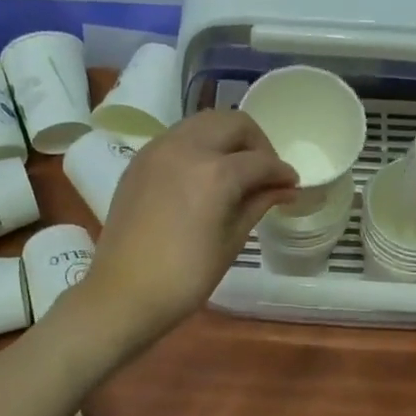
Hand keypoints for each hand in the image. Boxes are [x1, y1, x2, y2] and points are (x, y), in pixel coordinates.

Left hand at [76, 110, 296, 350]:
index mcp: (215, 172)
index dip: (282, 172)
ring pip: (203, 122)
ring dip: (226, 138)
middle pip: (232, 123)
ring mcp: (158, 150)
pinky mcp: (139, 160)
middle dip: (256, 143)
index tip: (291, 184)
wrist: (124, 293)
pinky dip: (199, 145)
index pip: (261, 161)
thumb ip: (258, 204)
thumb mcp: (231, 241)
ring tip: (235, 170)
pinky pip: (178, 137)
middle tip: (264, 172)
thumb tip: (286, 189)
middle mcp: (186, 148)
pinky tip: (204, 175)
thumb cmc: (186, 276)